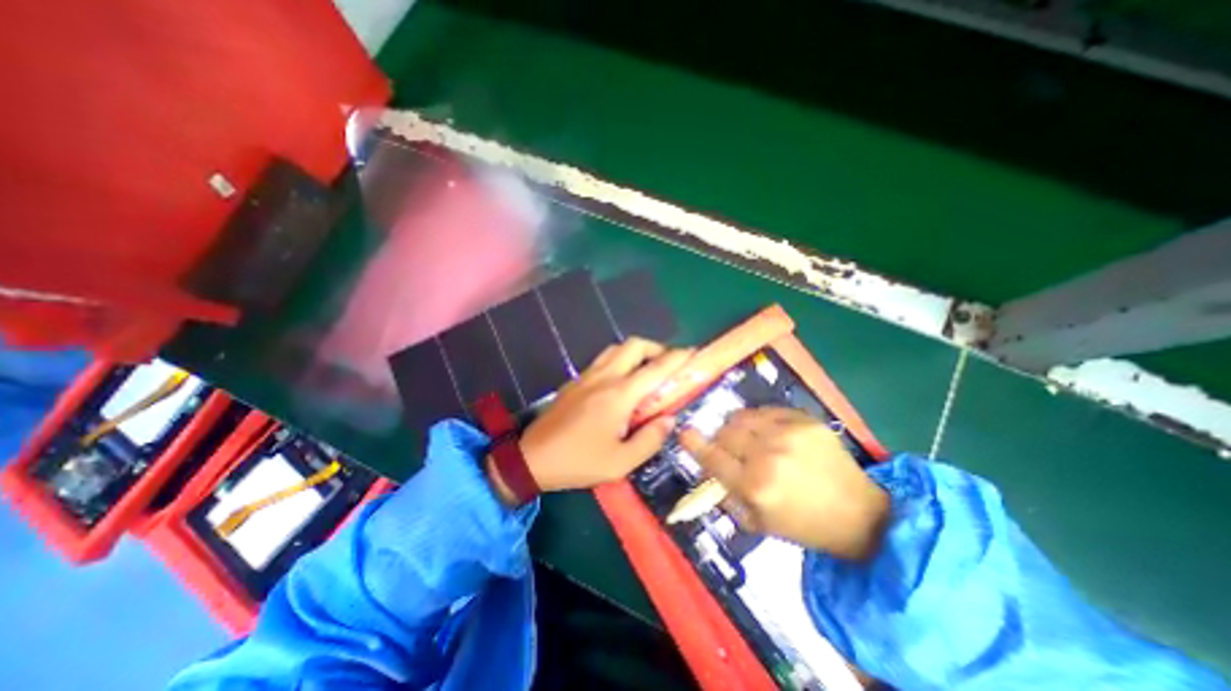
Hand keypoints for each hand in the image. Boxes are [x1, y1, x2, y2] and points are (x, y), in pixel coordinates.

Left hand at [491, 337, 690, 498]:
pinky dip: (619, 360)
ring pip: (616, 348)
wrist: (532, 458)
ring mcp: (587, 375)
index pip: (656, 368)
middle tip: (667, 365)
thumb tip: (669, 419)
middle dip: (656, 347)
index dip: (677, 358)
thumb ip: (650, 439)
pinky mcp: (575, 380)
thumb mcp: (621, 462)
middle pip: (634, 344)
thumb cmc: (579, 462)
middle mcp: (604, 377)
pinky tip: (620, 382)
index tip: (692, 353)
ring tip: (646, 371)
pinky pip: (603, 359)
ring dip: (636, 352)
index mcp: (619, 395)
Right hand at [682, 406, 886, 561]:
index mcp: (755, 485)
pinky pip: (767, 411)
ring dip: (738, 427)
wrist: (860, 514)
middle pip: (725, 432)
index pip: (712, 457)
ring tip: (748, 437)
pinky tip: (770, 433)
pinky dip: (760, 420)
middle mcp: (767, 455)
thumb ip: (729, 496)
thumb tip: (710, 471)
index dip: (694, 443)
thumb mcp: (759, 523)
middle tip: (728, 447)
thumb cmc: (805, 525)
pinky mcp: (805, 420)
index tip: (684, 433)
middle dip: (720, 439)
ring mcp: (788, 433)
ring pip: (743, 416)